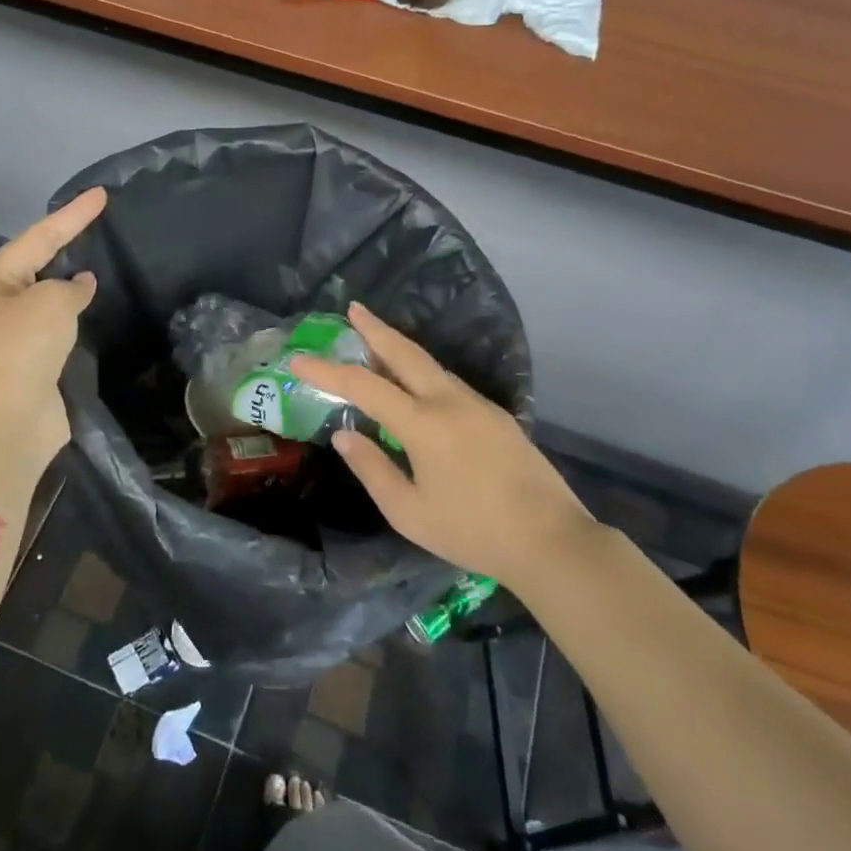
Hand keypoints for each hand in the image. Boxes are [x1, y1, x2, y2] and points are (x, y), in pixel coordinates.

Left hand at [0, 187, 106, 467]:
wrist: (5, 421)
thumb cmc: (22, 350)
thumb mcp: (50, 303)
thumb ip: (69, 286)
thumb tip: (80, 285)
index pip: (40, 236)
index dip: (73, 214)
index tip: (102, 194)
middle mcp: (0, 303)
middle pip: (39, 263)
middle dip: (66, 243)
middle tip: (98, 223)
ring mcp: (15, 335)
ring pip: (48, 297)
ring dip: (70, 282)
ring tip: (99, 262)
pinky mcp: (33, 363)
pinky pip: (58, 327)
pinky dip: (75, 316)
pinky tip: (93, 310)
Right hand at [289, 303, 594, 588]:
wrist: (551, 541)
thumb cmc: (472, 532)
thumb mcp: (409, 512)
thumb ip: (372, 468)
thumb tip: (344, 435)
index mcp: (423, 423)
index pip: (364, 385)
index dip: (327, 370)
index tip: (299, 358)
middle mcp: (450, 401)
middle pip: (405, 353)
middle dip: (376, 328)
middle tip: (354, 309)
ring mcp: (478, 405)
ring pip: (430, 365)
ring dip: (399, 349)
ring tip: (375, 343)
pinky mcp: (497, 416)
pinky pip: (448, 382)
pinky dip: (421, 372)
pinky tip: (414, 385)